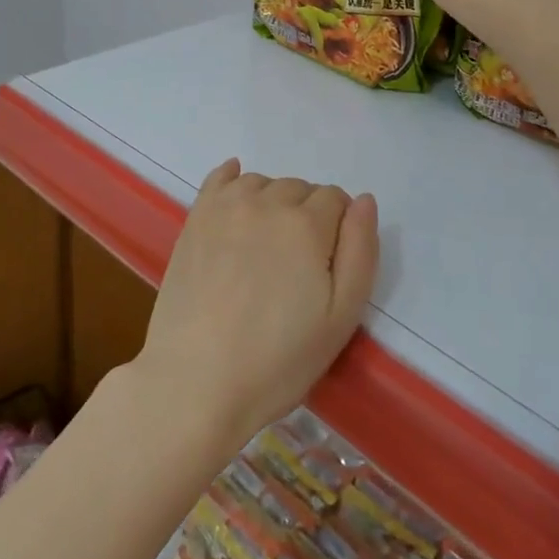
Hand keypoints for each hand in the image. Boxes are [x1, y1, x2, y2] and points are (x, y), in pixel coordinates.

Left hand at [133, 160, 378, 452]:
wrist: (196, 380)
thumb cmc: (278, 359)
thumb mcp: (342, 317)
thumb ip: (360, 251)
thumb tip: (363, 200)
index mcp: (306, 224)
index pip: (336, 199)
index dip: (339, 229)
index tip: (328, 265)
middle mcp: (266, 202)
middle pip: (300, 189)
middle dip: (308, 215)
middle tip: (298, 264)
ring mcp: (226, 206)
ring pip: (264, 183)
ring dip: (273, 203)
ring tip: (267, 247)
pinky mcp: (195, 218)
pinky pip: (220, 177)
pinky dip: (234, 179)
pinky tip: (237, 197)